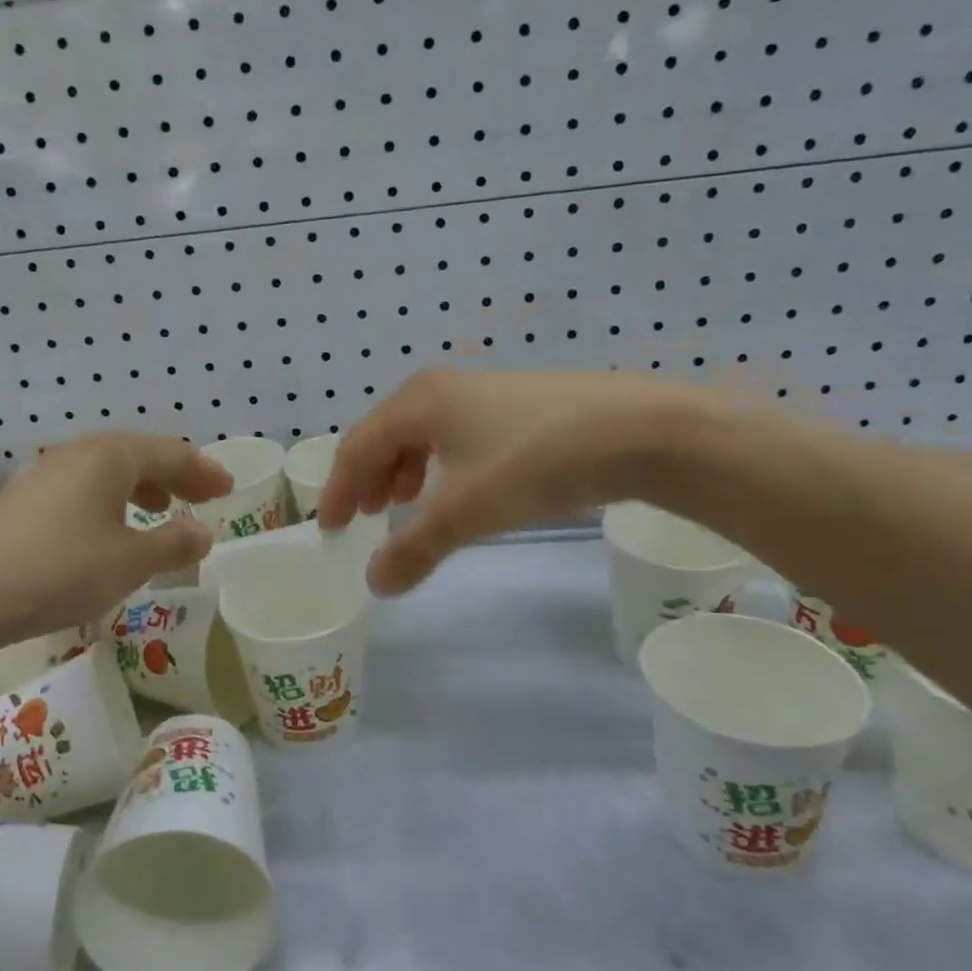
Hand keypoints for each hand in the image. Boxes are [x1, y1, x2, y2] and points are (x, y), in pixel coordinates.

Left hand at [0, 434, 230, 647]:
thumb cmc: (60, 570)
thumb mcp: (129, 562)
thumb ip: (173, 544)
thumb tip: (203, 533)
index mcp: (110, 456)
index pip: (171, 452)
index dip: (204, 470)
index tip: (228, 489)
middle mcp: (78, 454)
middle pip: (139, 455)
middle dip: (176, 475)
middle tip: (204, 496)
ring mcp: (45, 475)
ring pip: (108, 471)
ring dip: (142, 487)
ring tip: (161, 508)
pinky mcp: (22, 501)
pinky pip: (82, 488)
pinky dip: (110, 500)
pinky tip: (108, 529)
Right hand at [318, 369, 704, 595]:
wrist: (638, 429)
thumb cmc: (535, 463)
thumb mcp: (466, 512)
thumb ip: (414, 548)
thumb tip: (374, 583)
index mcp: (417, 402)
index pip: (357, 447)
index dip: (338, 490)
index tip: (332, 529)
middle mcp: (441, 388)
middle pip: (384, 435)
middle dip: (369, 479)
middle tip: (366, 518)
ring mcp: (482, 390)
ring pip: (422, 433)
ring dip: (403, 471)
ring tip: (406, 505)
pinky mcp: (516, 401)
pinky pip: (455, 433)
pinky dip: (440, 463)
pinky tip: (460, 486)